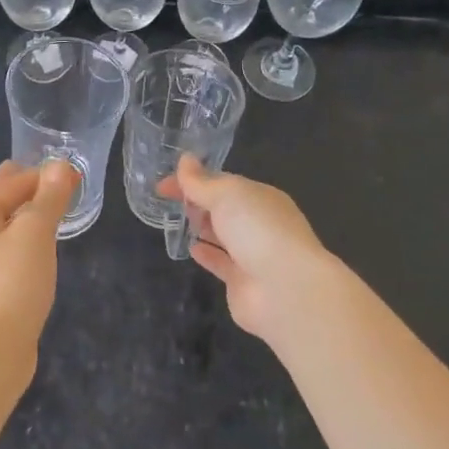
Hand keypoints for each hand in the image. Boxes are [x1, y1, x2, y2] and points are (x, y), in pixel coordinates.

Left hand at [0, 159, 75, 371]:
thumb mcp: (35, 234)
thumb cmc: (11, 286)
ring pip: (4, 227)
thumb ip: (49, 196)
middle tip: (68, 193)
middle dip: (34, 193)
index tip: (76, 178)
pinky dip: (22, 244)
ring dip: (29, 220)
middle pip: (3, 200)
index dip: (46, 175)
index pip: (13, 180)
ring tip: (57, 220)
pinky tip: (40, 253)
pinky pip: (3, 252)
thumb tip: (59, 164)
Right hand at [159, 155, 334, 342]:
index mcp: (259, 196)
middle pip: (224, 207)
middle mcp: (259, 223)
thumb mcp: (226, 194)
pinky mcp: (243, 283)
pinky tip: (190, 248)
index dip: (193, 180)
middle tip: (169, 200)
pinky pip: (221, 263)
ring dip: (203, 226)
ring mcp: (253, 254)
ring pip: (223, 235)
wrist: (285, 289)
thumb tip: (184, 159)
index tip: (163, 184)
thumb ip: (200, 181)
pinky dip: (207, 254)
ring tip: (176, 220)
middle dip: (199, 201)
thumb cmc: (257, 229)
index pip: (222, 182)